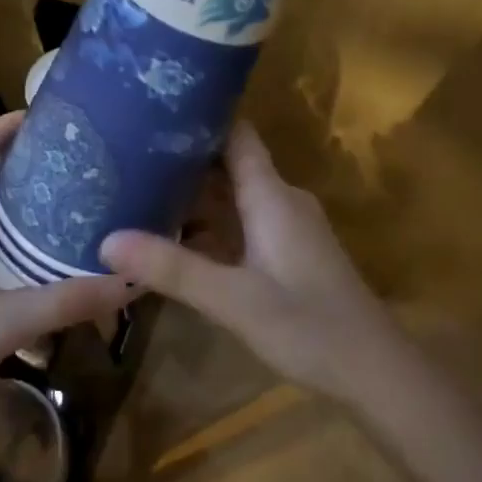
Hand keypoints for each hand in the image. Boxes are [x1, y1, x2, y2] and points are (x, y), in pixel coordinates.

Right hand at [100, 122, 401, 400]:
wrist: (375, 373)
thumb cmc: (309, 326)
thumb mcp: (232, 299)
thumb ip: (172, 269)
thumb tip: (106, 241)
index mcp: (271, 196)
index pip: (235, 134)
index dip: (199, 117)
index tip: (151, 109)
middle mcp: (280, 200)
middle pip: (228, 163)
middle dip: (182, 159)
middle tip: (126, 154)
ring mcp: (287, 227)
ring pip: (233, 196)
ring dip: (193, 194)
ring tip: (138, 189)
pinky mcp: (288, 253)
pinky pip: (241, 223)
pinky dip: (209, 224)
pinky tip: (174, 237)